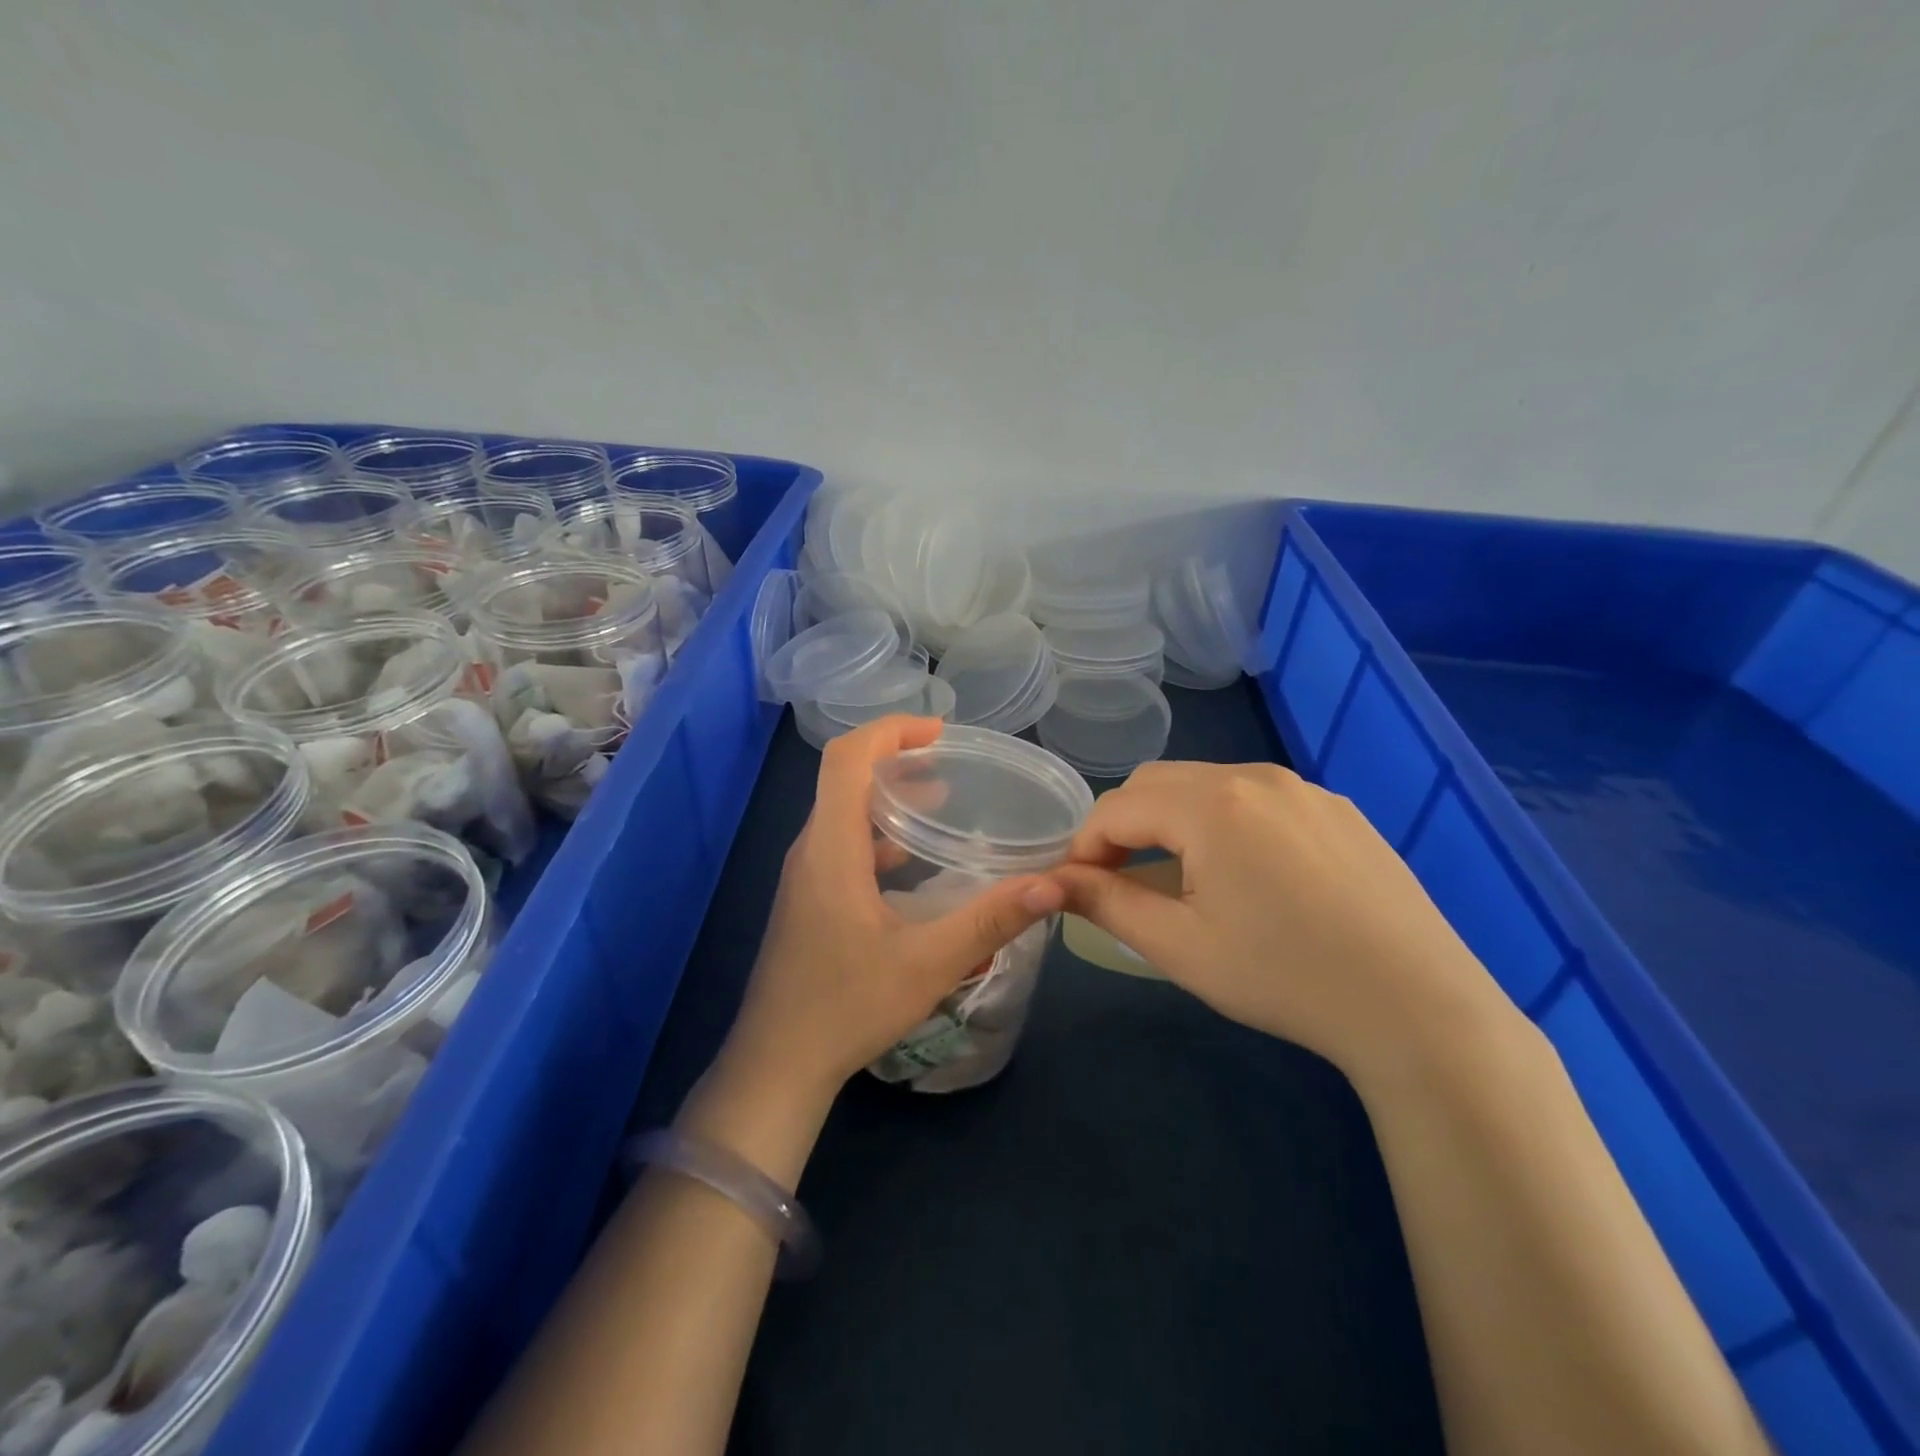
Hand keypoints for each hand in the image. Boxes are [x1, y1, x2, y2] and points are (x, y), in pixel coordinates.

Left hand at [721, 717, 1066, 1104]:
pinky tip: (911, 862)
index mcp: (831, 848)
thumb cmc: (847, 1008)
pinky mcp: (808, 900)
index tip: (939, 732)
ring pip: (843, 812)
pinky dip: (878, 833)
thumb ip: (990, 921)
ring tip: (941, 799)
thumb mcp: (928, 964)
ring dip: (888, 796)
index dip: (891, 731)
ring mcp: (805, 876)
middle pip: (845, 777)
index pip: (847, 758)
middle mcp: (811, 850)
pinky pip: (842, 844)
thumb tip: (1052, 883)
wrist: (777, 1065)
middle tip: (951, 762)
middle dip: (896, 758)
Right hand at [1053, 763, 1521, 1085]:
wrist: (1418, 1008)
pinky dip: (1226, 823)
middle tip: (1121, 881)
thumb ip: (1106, 902)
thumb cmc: (1283, 977)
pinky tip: (1249, 878)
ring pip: (1207, 786)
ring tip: (1183, 880)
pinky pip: (1258, 799)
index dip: (1083, 848)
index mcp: (1209, 804)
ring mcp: (1303, 789)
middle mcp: (1253, 777)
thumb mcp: (1179, 946)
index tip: (1076, 890)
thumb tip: (1051, 882)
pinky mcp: (1338, 809)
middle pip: (1157, 784)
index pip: (1115, 808)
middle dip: (1124, 826)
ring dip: (1173, 821)